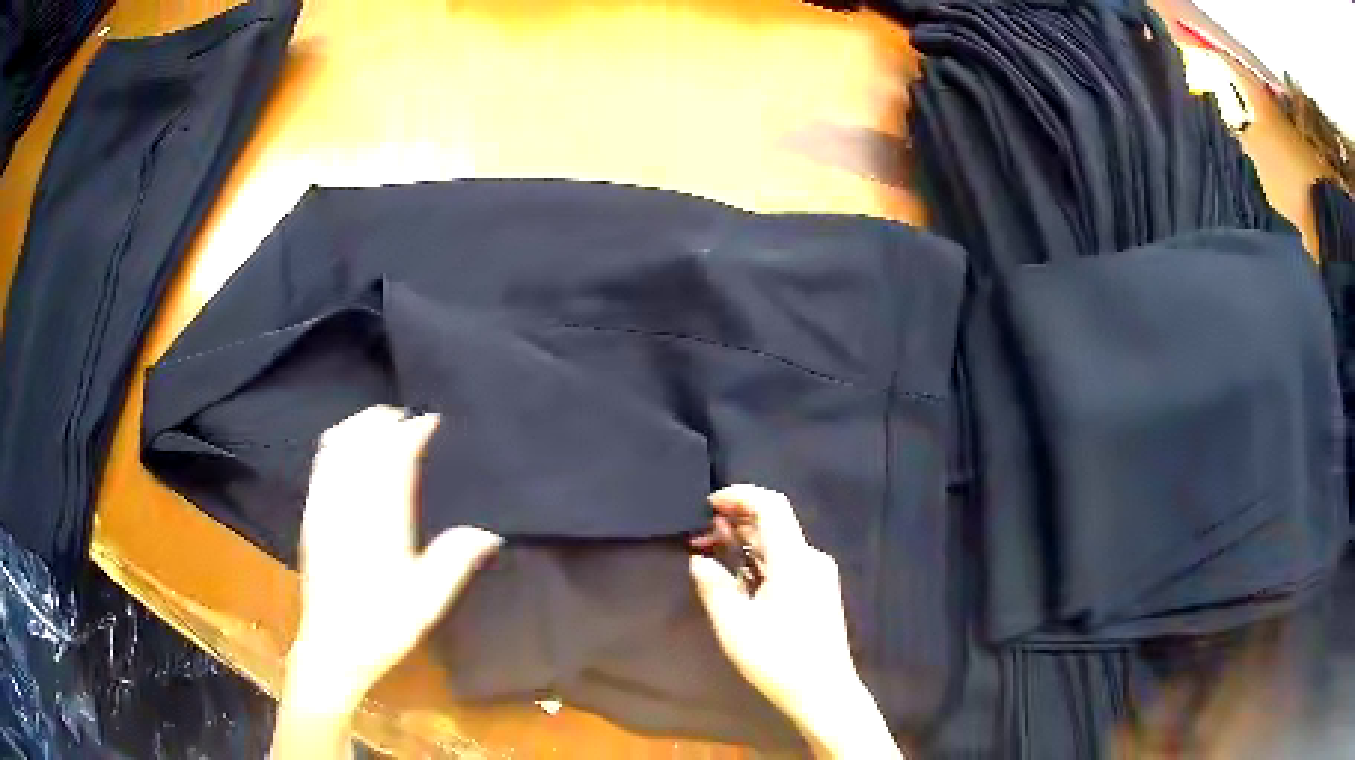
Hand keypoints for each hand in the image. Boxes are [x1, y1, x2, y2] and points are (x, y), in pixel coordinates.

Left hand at [275, 405, 500, 758]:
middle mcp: (347, 506)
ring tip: (385, 423)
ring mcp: (323, 506)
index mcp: (378, 524)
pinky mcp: (311, 513)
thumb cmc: (381, 627)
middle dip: (386, 420)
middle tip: (413, 417)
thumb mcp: (426, 603)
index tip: (433, 420)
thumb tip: (489, 529)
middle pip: (361, 441)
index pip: (392, 459)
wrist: (332, 647)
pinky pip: (321, 461)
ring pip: (337, 444)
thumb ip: (453, 562)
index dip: (412, 432)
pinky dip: (339, 440)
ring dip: (361, 425)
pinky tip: (352, 445)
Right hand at [690, 485, 901, 758]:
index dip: (740, 495)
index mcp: (794, 561)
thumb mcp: (734, 626)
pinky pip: (787, 560)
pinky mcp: (819, 590)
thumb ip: (714, 587)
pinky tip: (739, 577)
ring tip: (713, 555)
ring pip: (779, 543)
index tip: (709, 504)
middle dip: (736, 520)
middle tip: (701, 537)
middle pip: (774, 522)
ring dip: (745, 542)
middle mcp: (811, 559)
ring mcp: (819, 575)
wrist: (824, 691)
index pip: (772, 505)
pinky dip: (760, 559)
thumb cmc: (777, 659)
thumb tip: (699, 559)